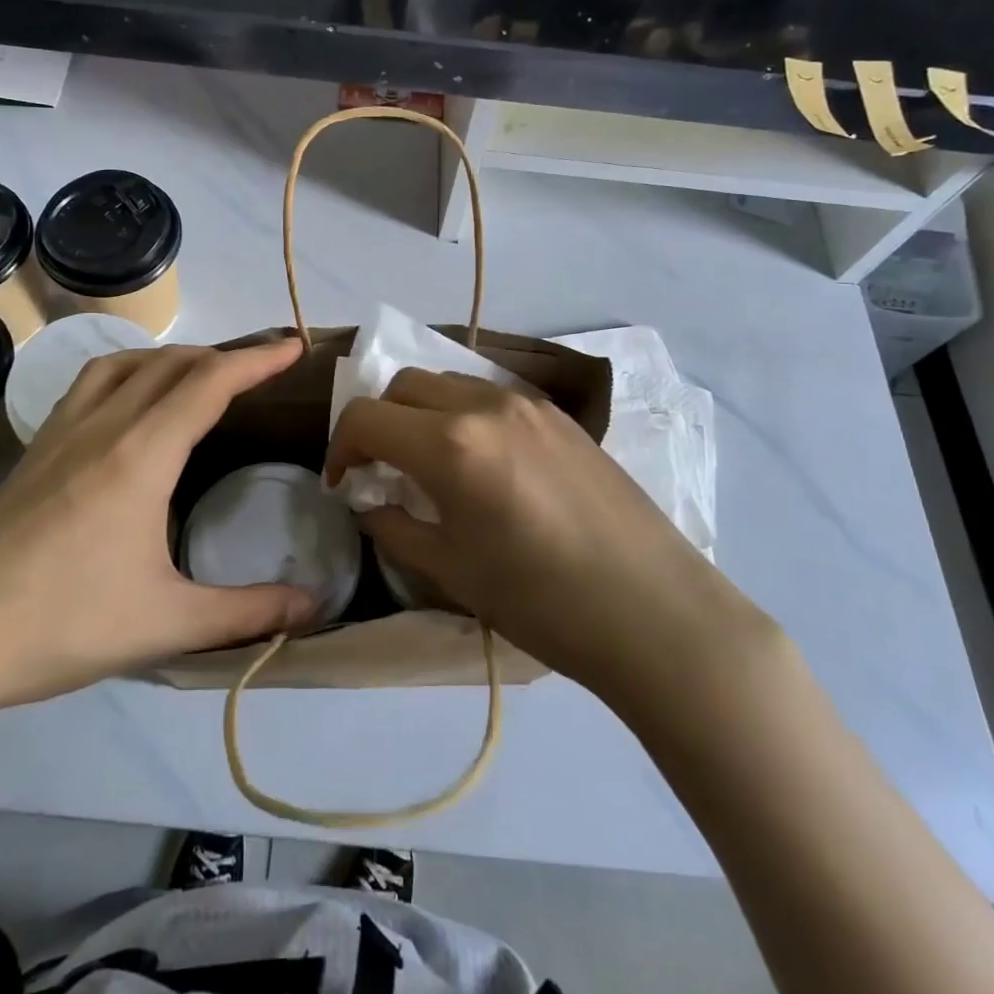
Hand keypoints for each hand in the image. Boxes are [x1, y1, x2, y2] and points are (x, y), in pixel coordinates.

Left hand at [0, 341, 316, 716]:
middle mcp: (104, 427)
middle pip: (172, 364)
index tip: (294, 348)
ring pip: (125, 364)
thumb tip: (316, 606)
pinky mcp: (33, 453)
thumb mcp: (166, 624)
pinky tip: (129, 407)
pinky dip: (127, 373)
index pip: (210, 383)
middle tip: (261, 368)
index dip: (257, 359)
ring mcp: (61, 435)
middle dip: (223, 355)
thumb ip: (247, 612)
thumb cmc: (60, 624)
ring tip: (200, 376)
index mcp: (142, 455)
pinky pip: (89, 385)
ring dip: (172, 357)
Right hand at [325, 369, 758, 695]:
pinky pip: (491, 396)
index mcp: (450, 444)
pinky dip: (463, 415)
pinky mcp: (560, 415)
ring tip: (430, 464)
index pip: (367, 417)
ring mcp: (528, 404)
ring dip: (421, 412)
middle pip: (404, 385)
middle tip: (382, 470)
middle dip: (379, 421)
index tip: (344, 483)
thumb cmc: (542, 601)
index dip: (341, 447)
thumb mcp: (453, 571)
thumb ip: (396, 527)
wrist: (653, 610)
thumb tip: (370, 504)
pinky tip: (481, 463)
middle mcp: (485, 405)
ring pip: (449, 382)